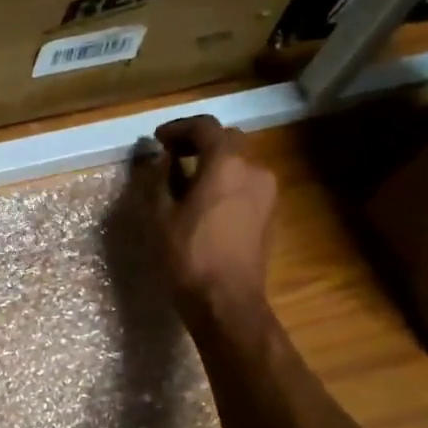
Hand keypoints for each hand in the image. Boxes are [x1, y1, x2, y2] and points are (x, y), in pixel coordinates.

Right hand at [136, 116, 277, 317]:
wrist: (227, 300)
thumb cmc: (188, 255)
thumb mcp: (159, 215)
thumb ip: (157, 179)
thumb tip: (160, 161)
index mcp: (227, 163)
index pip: (205, 127)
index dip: (179, 128)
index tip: (157, 140)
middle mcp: (254, 169)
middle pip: (228, 141)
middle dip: (199, 142)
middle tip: (172, 155)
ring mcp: (268, 193)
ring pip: (240, 164)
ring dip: (214, 164)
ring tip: (187, 180)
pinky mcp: (270, 215)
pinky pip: (246, 185)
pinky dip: (226, 183)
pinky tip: (206, 203)